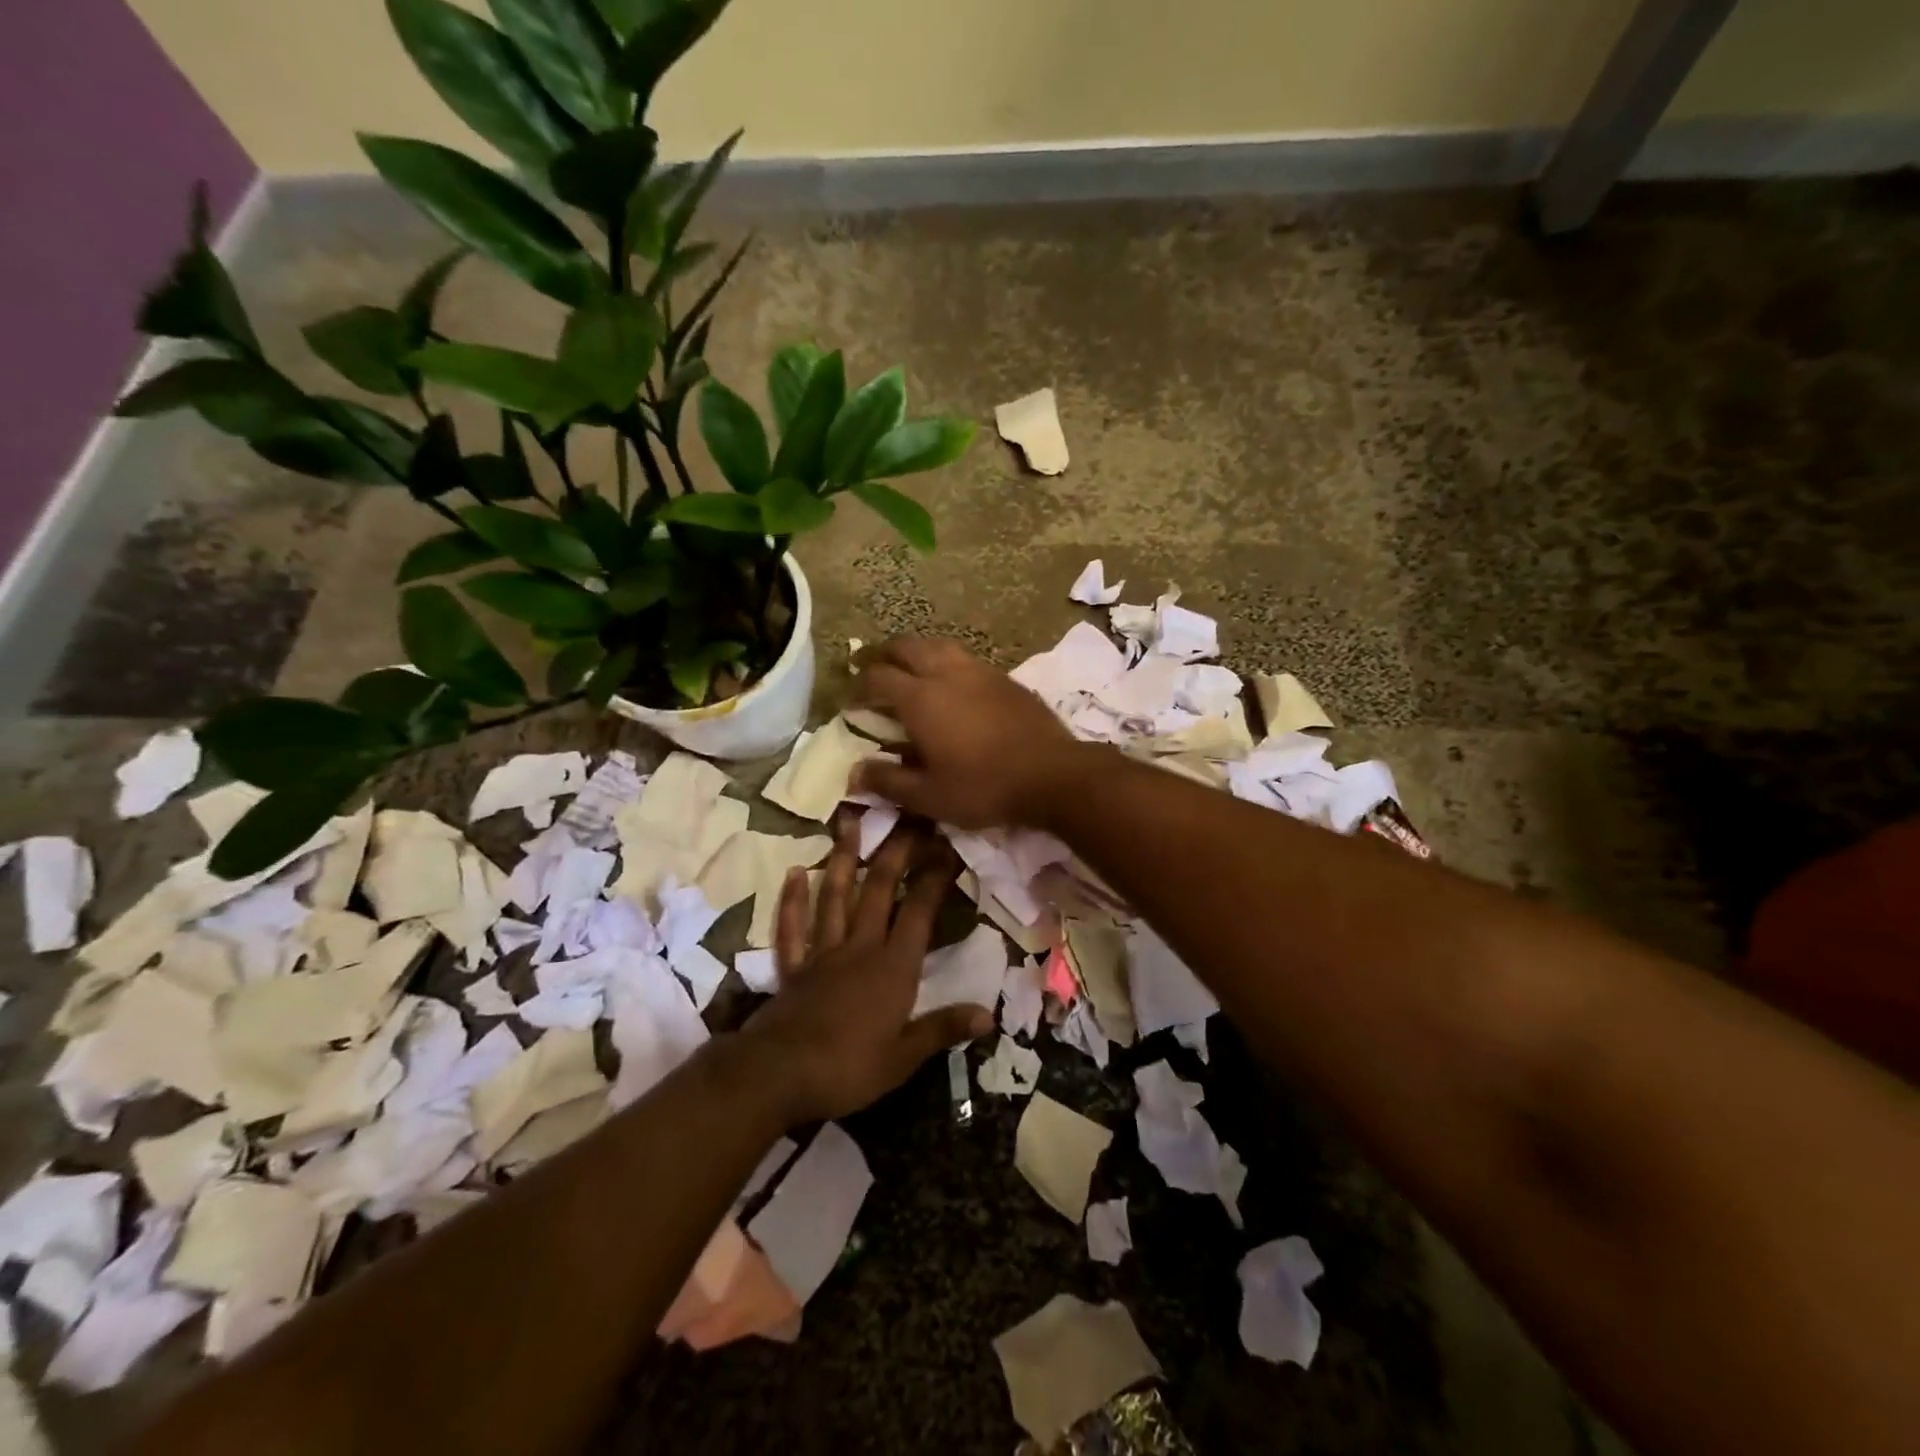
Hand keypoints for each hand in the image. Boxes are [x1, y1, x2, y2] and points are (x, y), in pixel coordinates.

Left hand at [740, 814, 993, 1126]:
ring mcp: (823, 953)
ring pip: (836, 896)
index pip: (920, 913)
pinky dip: (794, 899)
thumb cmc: (848, 1068)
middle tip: (906, 817)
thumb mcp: (904, 1057)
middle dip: (896, 853)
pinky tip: (796, 871)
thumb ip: (944, 1029)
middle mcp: (860, 948)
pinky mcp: (793, 966)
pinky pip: (793, 926)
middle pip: (879, 891)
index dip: (935, 879)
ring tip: (851, 822)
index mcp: (893, 968)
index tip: (947, 846)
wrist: (778, 1075)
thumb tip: (990, 1014)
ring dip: (844, 858)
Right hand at [851, 636, 1088, 829]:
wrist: (1051, 774)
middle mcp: (946, 673)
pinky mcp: (1004, 678)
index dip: (858, 686)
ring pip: (938, 645)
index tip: (850, 700)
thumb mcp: (929, 796)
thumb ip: (888, 781)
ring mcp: (979, 671)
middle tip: (872, 668)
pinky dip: (946, 661)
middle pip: (906, 647)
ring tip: (909, 667)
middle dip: (884, 655)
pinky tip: (952, 682)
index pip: (878, 678)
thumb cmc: (983, 787)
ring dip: (916, 651)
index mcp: (920, 698)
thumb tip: (854, 773)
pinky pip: (965, 658)